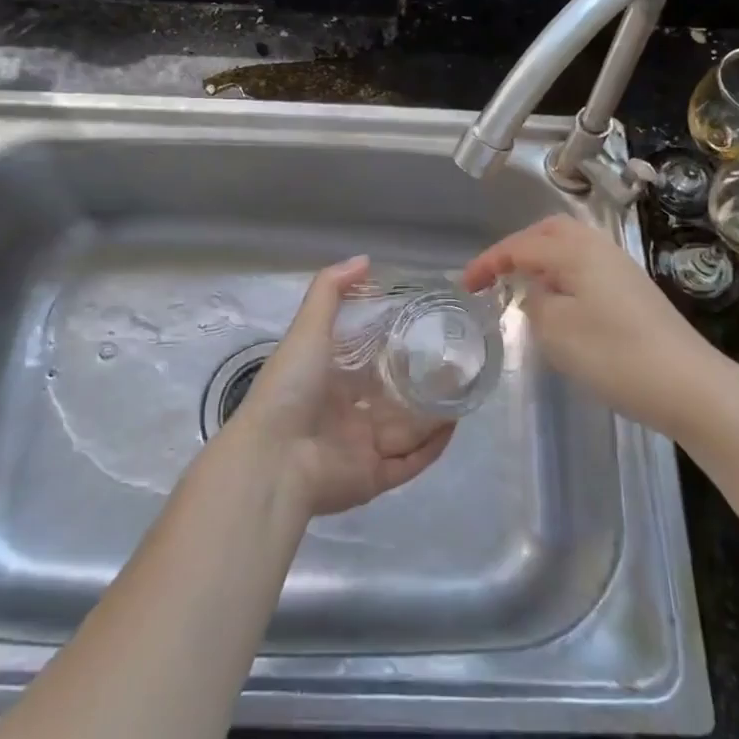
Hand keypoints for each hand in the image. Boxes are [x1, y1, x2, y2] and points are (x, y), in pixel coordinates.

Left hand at [233, 257, 454, 517]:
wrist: (274, 457)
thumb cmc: (291, 387)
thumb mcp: (308, 328)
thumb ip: (331, 291)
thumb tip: (365, 260)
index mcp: (327, 379)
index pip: (367, 360)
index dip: (394, 345)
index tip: (427, 326)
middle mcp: (345, 413)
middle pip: (391, 396)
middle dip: (421, 382)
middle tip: (455, 360)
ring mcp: (360, 447)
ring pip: (406, 429)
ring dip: (433, 413)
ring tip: (464, 389)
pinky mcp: (373, 477)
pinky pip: (410, 462)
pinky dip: (432, 447)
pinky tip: (454, 425)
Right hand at [461, 216, 729, 439]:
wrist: (689, 385)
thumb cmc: (614, 354)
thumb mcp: (556, 330)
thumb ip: (535, 302)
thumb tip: (538, 291)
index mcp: (575, 250)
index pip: (520, 246)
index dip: (488, 263)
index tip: (465, 285)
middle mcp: (599, 247)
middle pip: (549, 232)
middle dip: (517, 248)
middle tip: (495, 275)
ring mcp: (621, 268)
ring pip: (571, 248)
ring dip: (542, 260)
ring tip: (523, 287)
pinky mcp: (634, 291)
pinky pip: (586, 267)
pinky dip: (563, 275)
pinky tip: (561, 305)